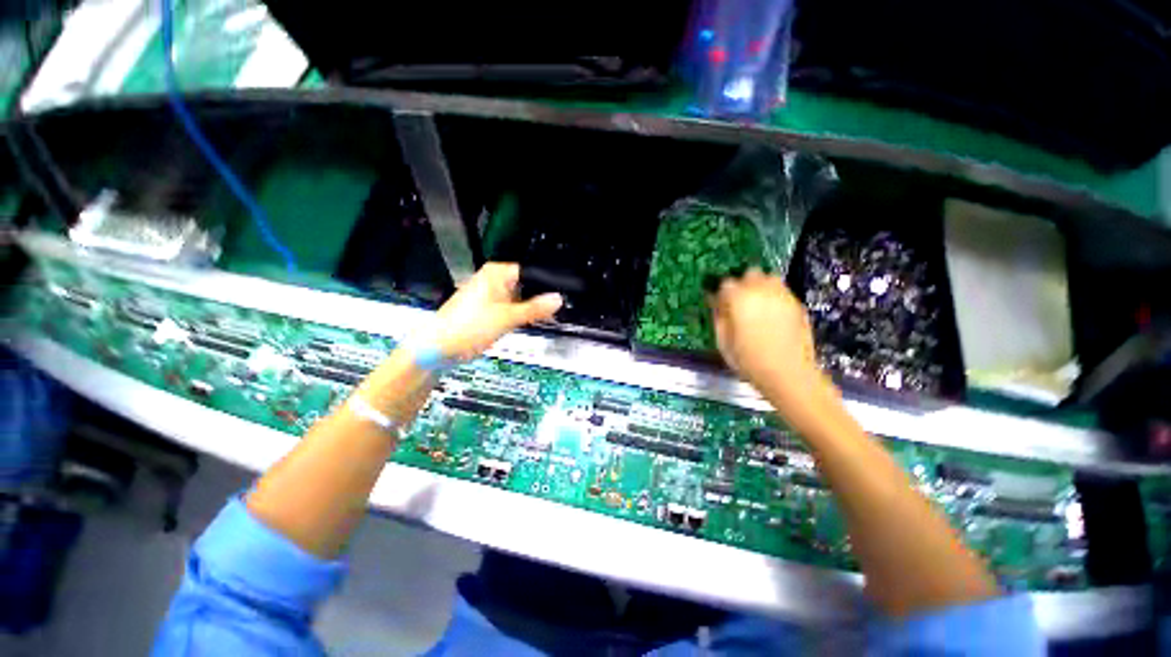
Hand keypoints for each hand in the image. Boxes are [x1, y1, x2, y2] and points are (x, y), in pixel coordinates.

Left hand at [432, 263, 562, 360]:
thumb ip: (535, 308)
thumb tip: (558, 299)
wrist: (440, 348)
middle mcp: (494, 280)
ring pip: (520, 299)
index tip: (562, 296)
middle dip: (541, 298)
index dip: (547, 284)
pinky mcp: (490, 310)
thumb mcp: (508, 317)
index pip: (530, 272)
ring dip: (532, 308)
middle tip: (559, 310)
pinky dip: (522, 315)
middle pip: (527, 285)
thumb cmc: (468, 326)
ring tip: (549, 317)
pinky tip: (533, 322)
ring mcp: (492, 296)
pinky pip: (512, 309)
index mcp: (497, 273)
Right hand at [710, 268, 824, 404]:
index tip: (720, 306)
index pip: (726, 283)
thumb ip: (718, 316)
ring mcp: (783, 295)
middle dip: (742, 285)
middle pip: (750, 273)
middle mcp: (762, 289)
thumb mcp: (723, 341)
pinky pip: (782, 291)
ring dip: (760, 287)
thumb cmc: (749, 360)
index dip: (721, 294)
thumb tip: (715, 302)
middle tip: (739, 304)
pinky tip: (772, 316)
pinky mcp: (798, 304)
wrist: (789, 374)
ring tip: (757, 306)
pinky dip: (774, 297)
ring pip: (769, 278)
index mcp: (739, 298)